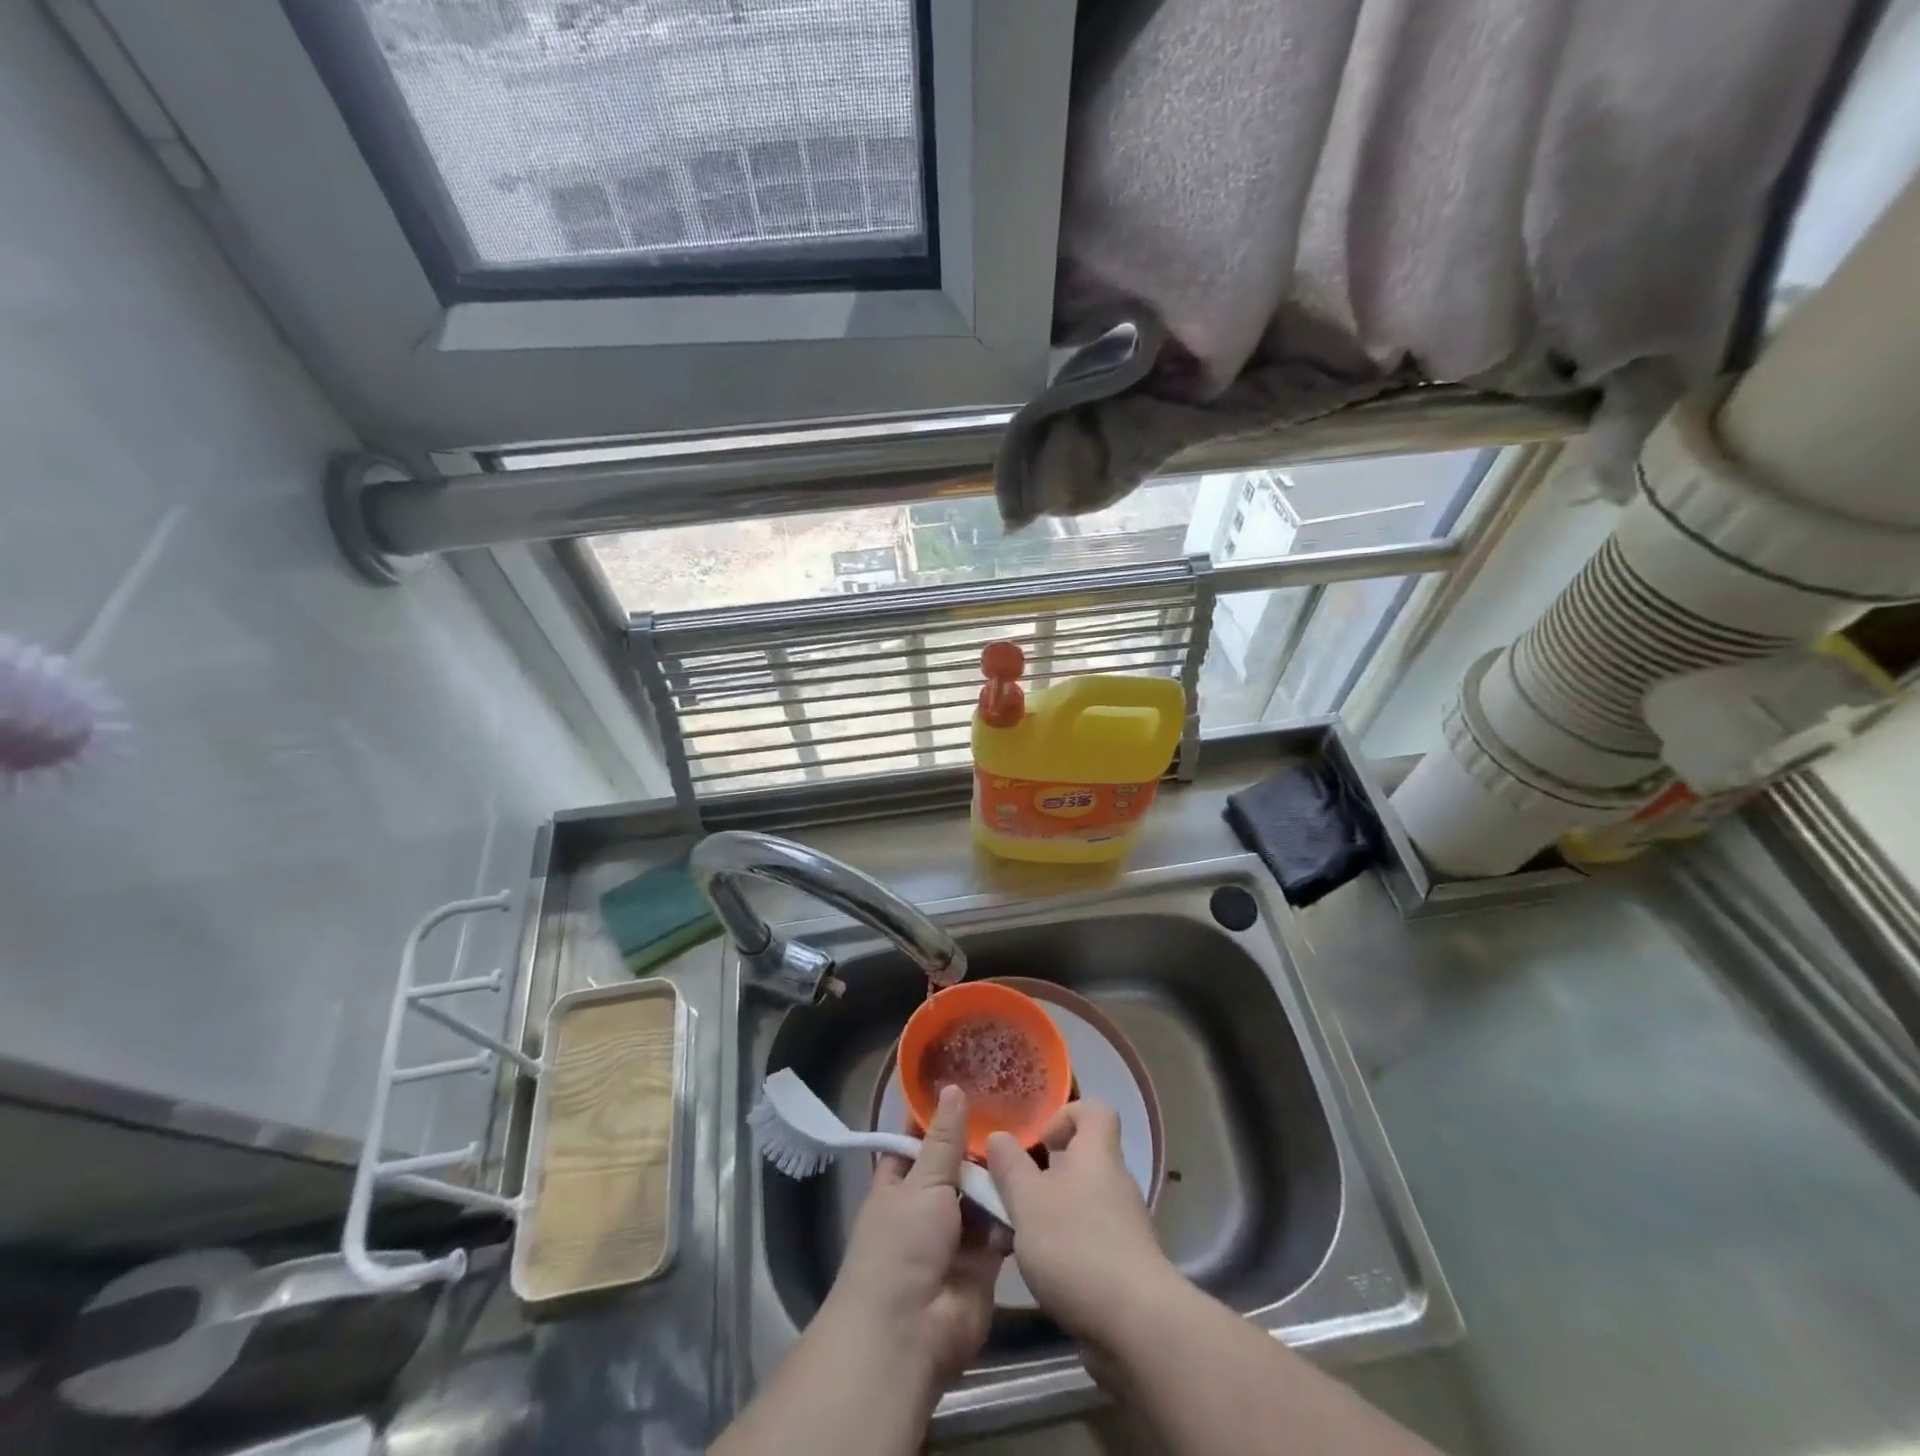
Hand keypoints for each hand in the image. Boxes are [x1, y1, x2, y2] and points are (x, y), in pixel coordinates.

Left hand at [822, 1084, 1008, 1385]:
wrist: (909, 1334)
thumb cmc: (902, 1246)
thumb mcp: (922, 1182)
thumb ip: (943, 1139)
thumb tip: (952, 1087)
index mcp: (900, 1181)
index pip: (920, 1137)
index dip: (941, 1113)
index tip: (972, 1081)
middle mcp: (927, 1204)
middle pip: (958, 1165)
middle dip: (982, 1145)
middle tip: (1020, 1107)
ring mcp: (955, 1235)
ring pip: (982, 1195)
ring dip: (1001, 1177)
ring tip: (1036, 1140)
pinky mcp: (983, 1263)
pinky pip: (1001, 1227)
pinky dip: (1014, 1212)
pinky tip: (1039, 1184)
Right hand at [986, 1101, 1180, 1343]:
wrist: (1136, 1326)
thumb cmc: (1076, 1246)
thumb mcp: (1027, 1200)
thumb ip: (1009, 1166)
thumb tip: (999, 1137)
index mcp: (1097, 1154)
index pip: (1095, 1111)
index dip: (1066, 1115)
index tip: (1039, 1141)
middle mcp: (1115, 1182)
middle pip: (1081, 1161)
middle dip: (1042, 1177)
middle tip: (1012, 1198)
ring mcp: (1124, 1226)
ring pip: (1079, 1205)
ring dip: (1046, 1218)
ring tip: (1012, 1244)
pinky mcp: (1124, 1266)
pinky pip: (1088, 1241)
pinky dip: (1062, 1251)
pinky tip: (1038, 1276)